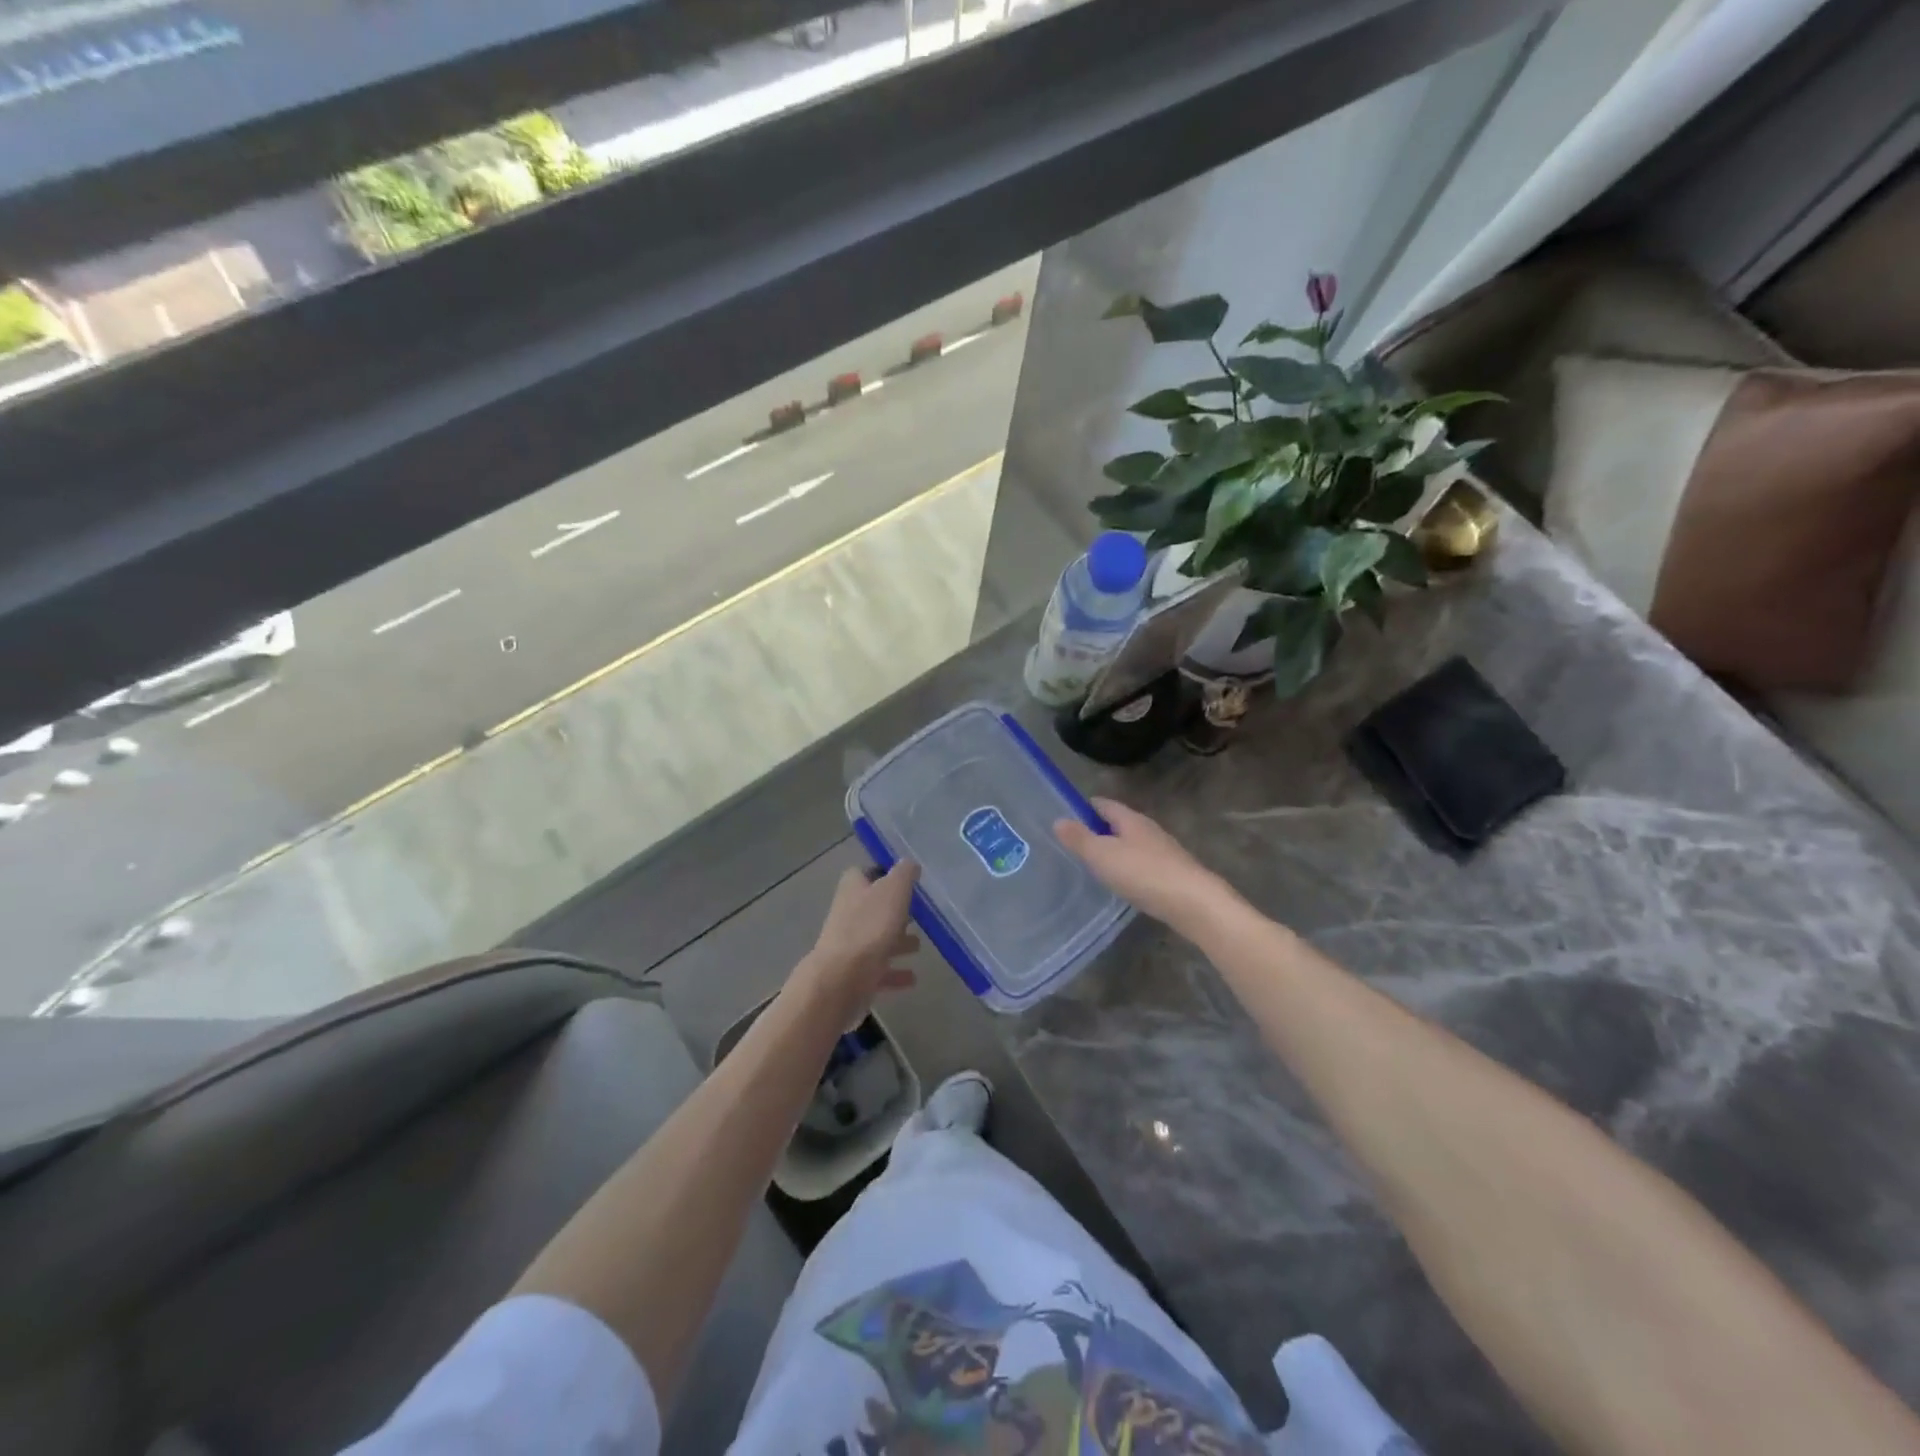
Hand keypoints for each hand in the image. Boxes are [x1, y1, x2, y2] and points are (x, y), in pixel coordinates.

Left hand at [793, 863, 920, 1027]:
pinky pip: (879, 970)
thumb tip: (909, 862)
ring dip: (897, 941)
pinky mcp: (854, 974)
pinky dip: (895, 972)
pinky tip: (912, 977)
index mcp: (853, 888)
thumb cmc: (869, 927)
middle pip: (873, 907)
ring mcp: (849, 945)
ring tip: (919, 946)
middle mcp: (848, 913)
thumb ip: (904, 873)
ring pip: (877, 938)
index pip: (865, 873)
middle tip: (918, 914)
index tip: (906, 881)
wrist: (842, 978)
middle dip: (894, 911)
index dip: (883, 874)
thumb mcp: (894, 890)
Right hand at [1054, 798, 1230, 929]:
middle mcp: (1149, 830)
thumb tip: (1058, 819)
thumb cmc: (1143, 873)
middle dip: (1100, 829)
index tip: (1067, 816)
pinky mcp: (1172, 873)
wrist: (1193, 903)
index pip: (1104, 804)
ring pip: (1133, 844)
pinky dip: (1129, 868)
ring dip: (1115, 850)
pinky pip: (1143, 864)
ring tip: (1095, 864)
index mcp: (1131, 820)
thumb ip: (1079, 838)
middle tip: (1076, 843)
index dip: (1085, 807)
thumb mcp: (1102, 855)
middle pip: (1120, 823)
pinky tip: (1122, 883)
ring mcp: (1164, 851)